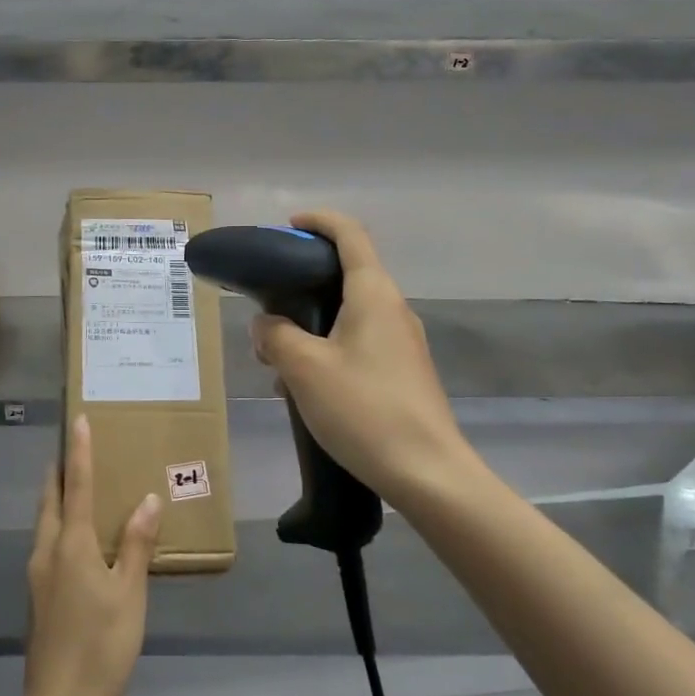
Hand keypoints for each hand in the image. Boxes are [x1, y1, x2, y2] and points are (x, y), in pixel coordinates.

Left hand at [22, 415, 162, 695]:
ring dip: (58, 496)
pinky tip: (77, 537)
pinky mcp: (38, 596)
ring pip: (45, 522)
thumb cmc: (101, 646)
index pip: (76, 485)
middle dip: (61, 470)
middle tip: (74, 447)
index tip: (78, 420)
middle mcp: (48, 551)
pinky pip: (48, 543)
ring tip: (76, 484)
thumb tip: (148, 499)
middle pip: (51, 499)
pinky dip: (59, 524)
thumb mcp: (129, 594)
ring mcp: (38, 575)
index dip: (79, 452)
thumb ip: (136, 544)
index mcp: (71, 545)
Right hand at [251, 211, 469, 500]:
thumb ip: (276, 335)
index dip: (318, 221)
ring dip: (310, 323)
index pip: (349, 234)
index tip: (286, 228)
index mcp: (373, 294)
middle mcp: (392, 309)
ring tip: (277, 355)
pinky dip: (326, 348)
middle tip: (267, 305)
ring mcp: (401, 342)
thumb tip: (266, 323)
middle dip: (302, 283)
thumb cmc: (364, 409)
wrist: (428, 473)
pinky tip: (303, 385)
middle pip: (346, 273)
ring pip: (348, 314)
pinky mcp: (402, 372)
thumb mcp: (304, 368)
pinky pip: (357, 343)